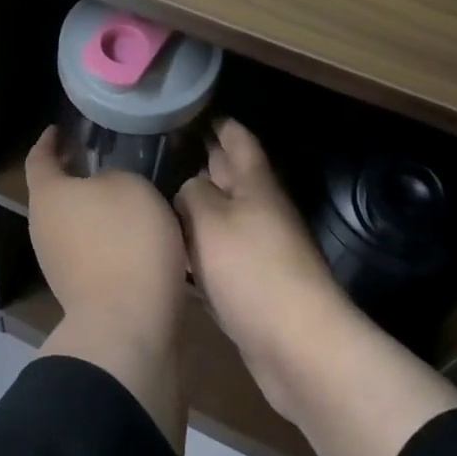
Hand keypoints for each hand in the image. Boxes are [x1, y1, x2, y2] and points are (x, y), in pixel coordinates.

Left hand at [25, 127, 187, 344]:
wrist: (127, 326)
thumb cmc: (125, 240)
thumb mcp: (130, 186)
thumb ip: (113, 176)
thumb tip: (105, 187)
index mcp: (47, 195)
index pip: (38, 158)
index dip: (48, 141)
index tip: (59, 129)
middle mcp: (42, 227)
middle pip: (53, 193)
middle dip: (73, 175)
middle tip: (98, 158)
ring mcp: (57, 263)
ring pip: (71, 223)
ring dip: (91, 208)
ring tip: (122, 195)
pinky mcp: (78, 291)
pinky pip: (88, 250)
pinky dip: (103, 237)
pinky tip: (131, 234)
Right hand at [175, 120, 347, 416]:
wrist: (298, 346)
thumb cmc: (253, 270)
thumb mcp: (212, 220)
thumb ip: (193, 194)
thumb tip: (189, 187)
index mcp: (255, 185)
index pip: (237, 139)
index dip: (218, 122)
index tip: (191, 109)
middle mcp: (260, 211)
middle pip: (230, 177)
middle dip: (203, 162)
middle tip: (162, 150)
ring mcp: (259, 250)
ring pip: (222, 218)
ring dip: (197, 208)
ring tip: (158, 197)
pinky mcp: (253, 286)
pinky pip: (220, 256)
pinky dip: (199, 249)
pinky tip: (174, 252)